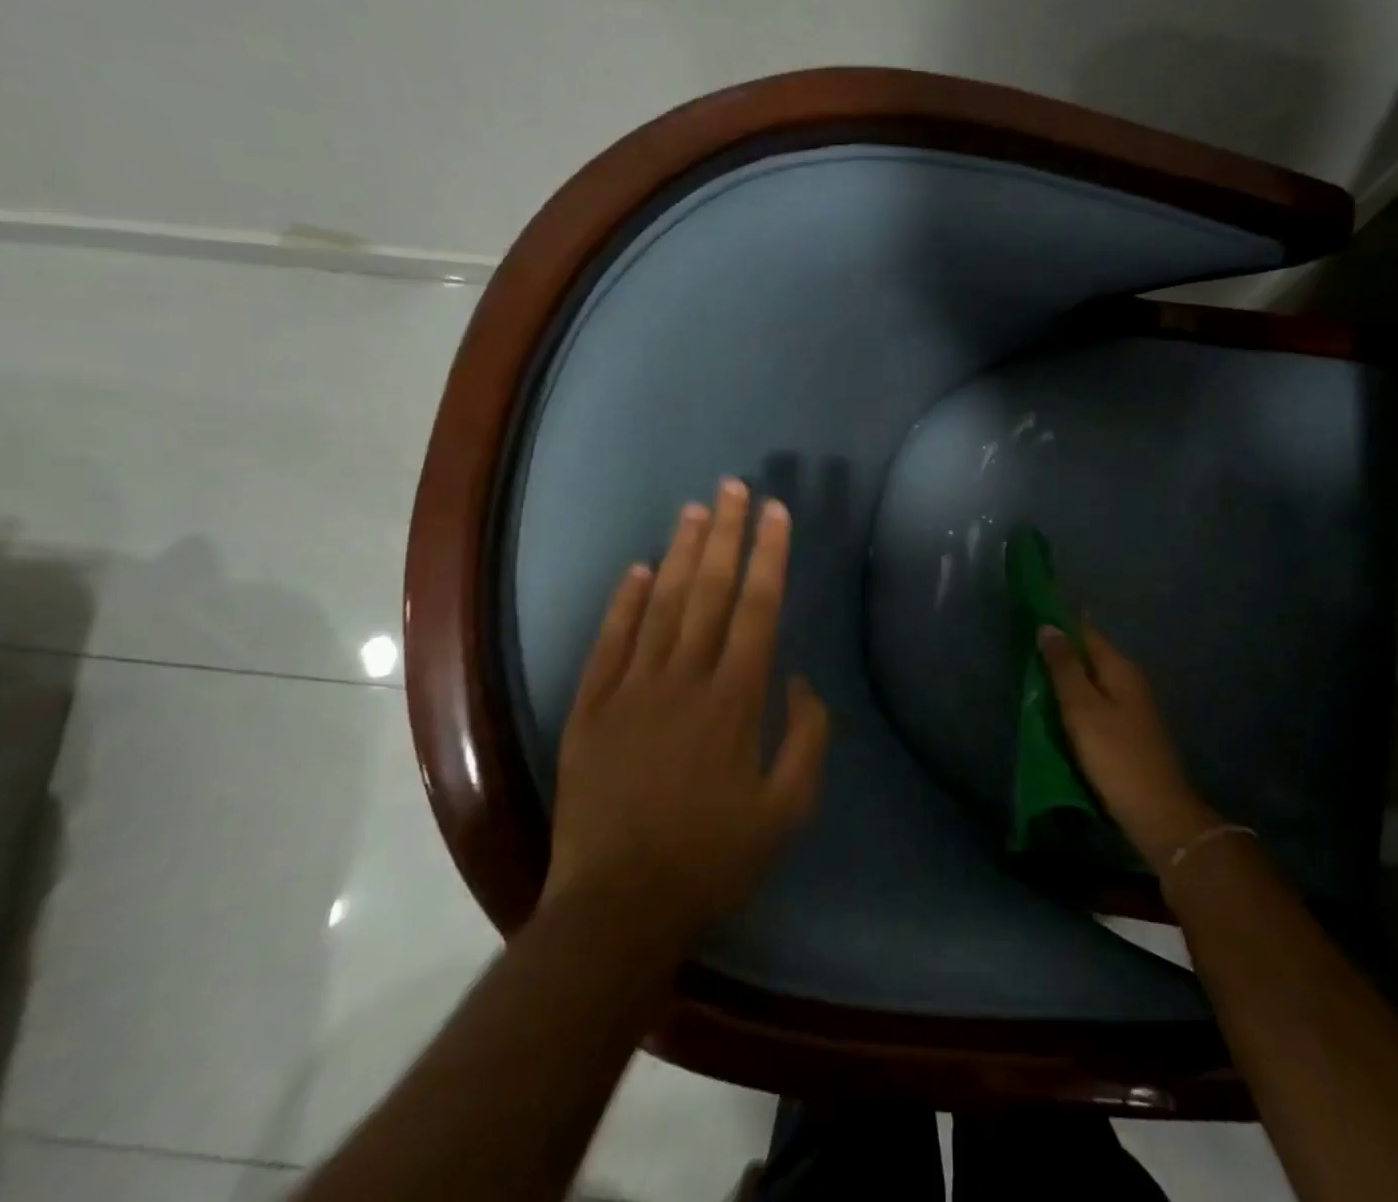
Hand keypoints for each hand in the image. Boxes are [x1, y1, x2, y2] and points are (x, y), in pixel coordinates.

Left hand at [543, 479, 830, 928]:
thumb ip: (807, 738)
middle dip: (727, 535)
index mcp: (735, 700)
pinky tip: (639, 570)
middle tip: (735, 487)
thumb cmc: (713, 859)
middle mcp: (684, 679)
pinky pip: (610, 642)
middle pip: (710, 591)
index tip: (776, 513)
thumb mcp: (788, 810)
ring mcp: (631, 690)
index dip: (770, 555)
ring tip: (696, 510)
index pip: (758, 608)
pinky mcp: (590, 710)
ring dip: (682, 554)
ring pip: (662, 605)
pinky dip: (624, 603)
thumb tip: (799, 680)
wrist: (617, 910)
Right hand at [1037, 623, 1219, 867]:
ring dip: (1068, 679)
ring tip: (1034, 681)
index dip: (1060, 623)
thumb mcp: (1082, 708)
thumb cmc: (1114, 754)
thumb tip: (1049, 626)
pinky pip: (1097, 704)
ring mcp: (1133, 707)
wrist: (1156, 811)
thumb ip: (1064, 667)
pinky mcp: (1129, 731)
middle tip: (1025, 653)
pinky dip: (1077, 703)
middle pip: (1090, 656)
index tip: (1032, 618)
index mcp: (1120, 668)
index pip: (1086, 632)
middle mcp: (1129, 680)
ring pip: (1093, 681)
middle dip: (1061, 652)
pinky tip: (1060, 713)